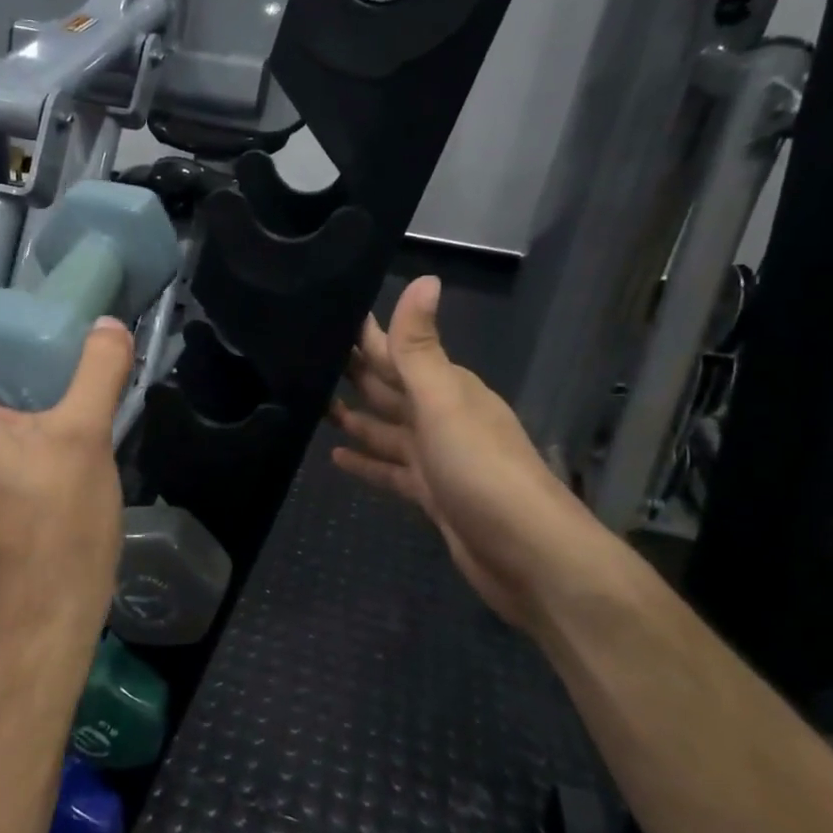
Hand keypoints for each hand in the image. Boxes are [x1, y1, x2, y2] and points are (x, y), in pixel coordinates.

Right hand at [329, 276, 596, 628]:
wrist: (526, 553)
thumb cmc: (480, 470)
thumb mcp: (444, 402)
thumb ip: (421, 348)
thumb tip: (423, 278)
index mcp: (447, 389)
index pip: (398, 351)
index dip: (367, 335)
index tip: (329, 315)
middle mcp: (442, 417)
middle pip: (390, 389)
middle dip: (354, 373)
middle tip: (306, 358)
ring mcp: (437, 458)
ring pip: (387, 429)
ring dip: (355, 417)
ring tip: (312, 403)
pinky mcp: (431, 495)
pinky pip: (391, 470)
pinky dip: (367, 462)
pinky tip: (336, 458)